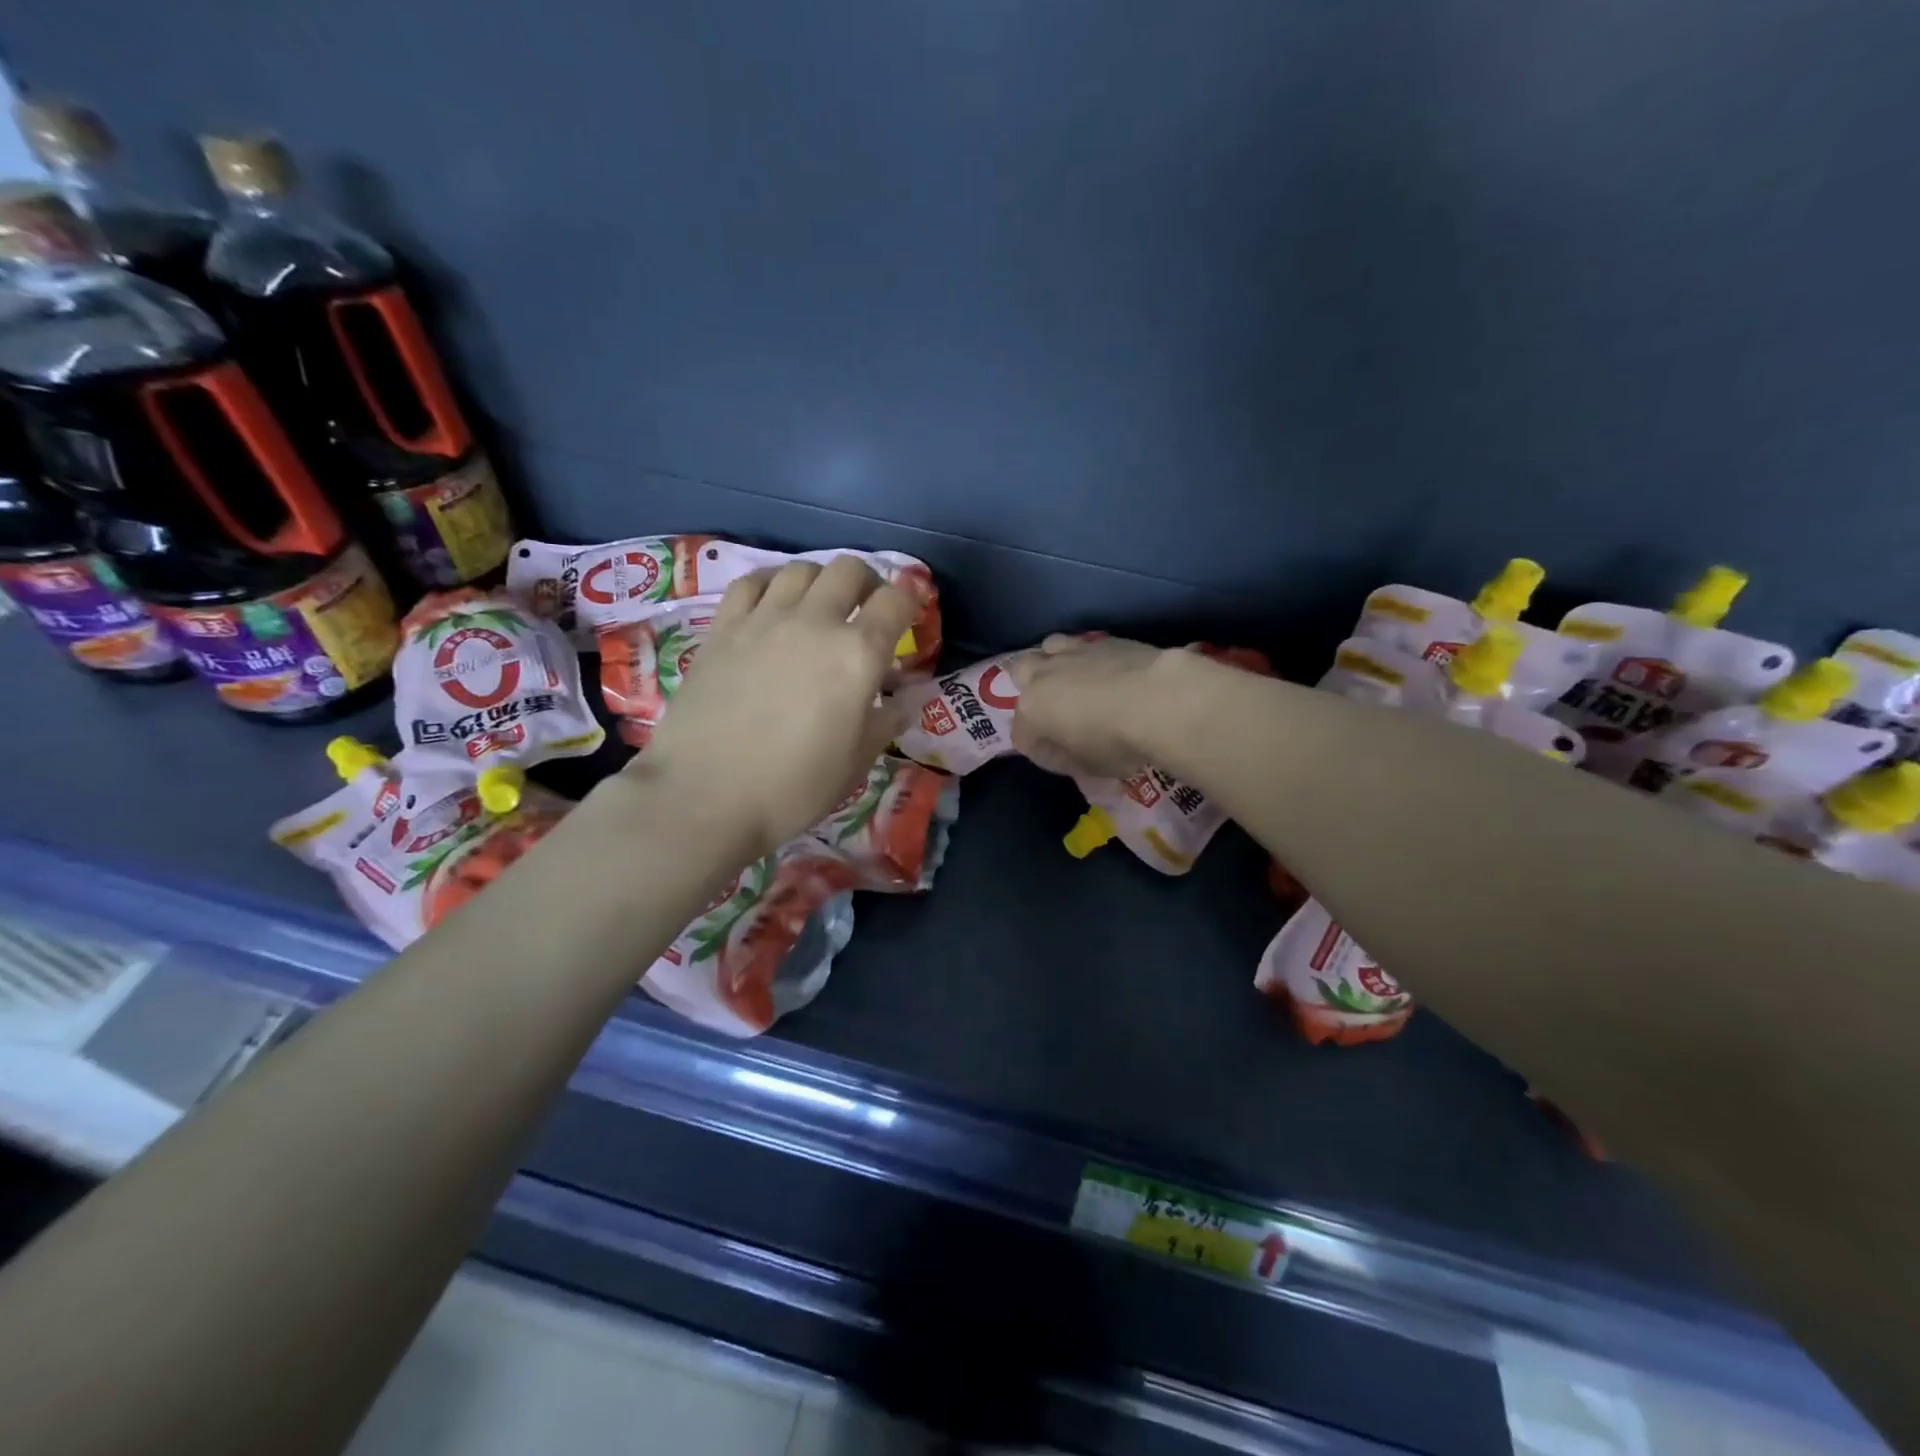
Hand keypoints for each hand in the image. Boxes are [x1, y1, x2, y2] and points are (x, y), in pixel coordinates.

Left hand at [630, 557, 919, 860]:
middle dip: (868, 582)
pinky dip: (771, 583)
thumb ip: (885, 722)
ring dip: (821, 580)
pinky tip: (772, 603)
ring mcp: (764, 619)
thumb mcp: (856, 763)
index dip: (910, 601)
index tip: (909, 615)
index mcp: (858, 654)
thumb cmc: (794, 787)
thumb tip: (905, 701)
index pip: (896, 601)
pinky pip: (751, 582)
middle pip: (850, 570)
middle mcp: (815, 622)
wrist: (705, 795)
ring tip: (820, 606)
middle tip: (867, 609)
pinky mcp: (723, 627)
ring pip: (801, 569)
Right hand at [1008, 633, 1177, 777]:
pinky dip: (1089, 658)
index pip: (1022, 735)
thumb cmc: (1116, 742)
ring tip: (1075, 678)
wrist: (1159, 700)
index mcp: (1032, 710)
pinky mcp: (1105, 640)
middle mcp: (1044, 675)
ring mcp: (1074, 652)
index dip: (1040, 751)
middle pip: (1020, 674)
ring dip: (1054, 661)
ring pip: (1048, 647)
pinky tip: (1107, 670)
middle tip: (1054, 708)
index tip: (1063, 761)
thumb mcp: (1089, 766)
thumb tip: (1066, 751)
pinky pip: (1085, 645)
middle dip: (1031, 688)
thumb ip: (1069, 758)